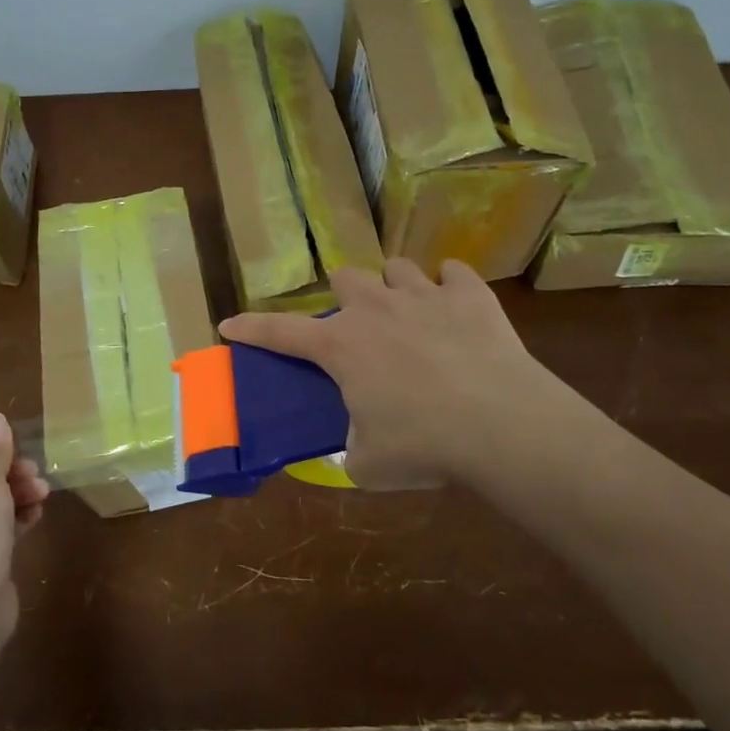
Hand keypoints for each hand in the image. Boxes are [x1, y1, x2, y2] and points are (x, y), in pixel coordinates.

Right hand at [218, 259, 599, 489]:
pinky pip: (454, 272)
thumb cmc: (424, 445)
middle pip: (345, 276)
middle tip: (360, 324)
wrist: (501, 424)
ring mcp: (424, 294)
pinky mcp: (471, 295)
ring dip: (396, 286)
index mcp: (342, 346)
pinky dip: (452, 286)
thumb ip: (352, 451)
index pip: (280, 332)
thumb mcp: (370, 464)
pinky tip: (457, 306)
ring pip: (397, 266)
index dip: (251, 328)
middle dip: (346, 295)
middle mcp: (376, 308)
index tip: (228, 324)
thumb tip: (355, 449)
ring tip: (410, 311)